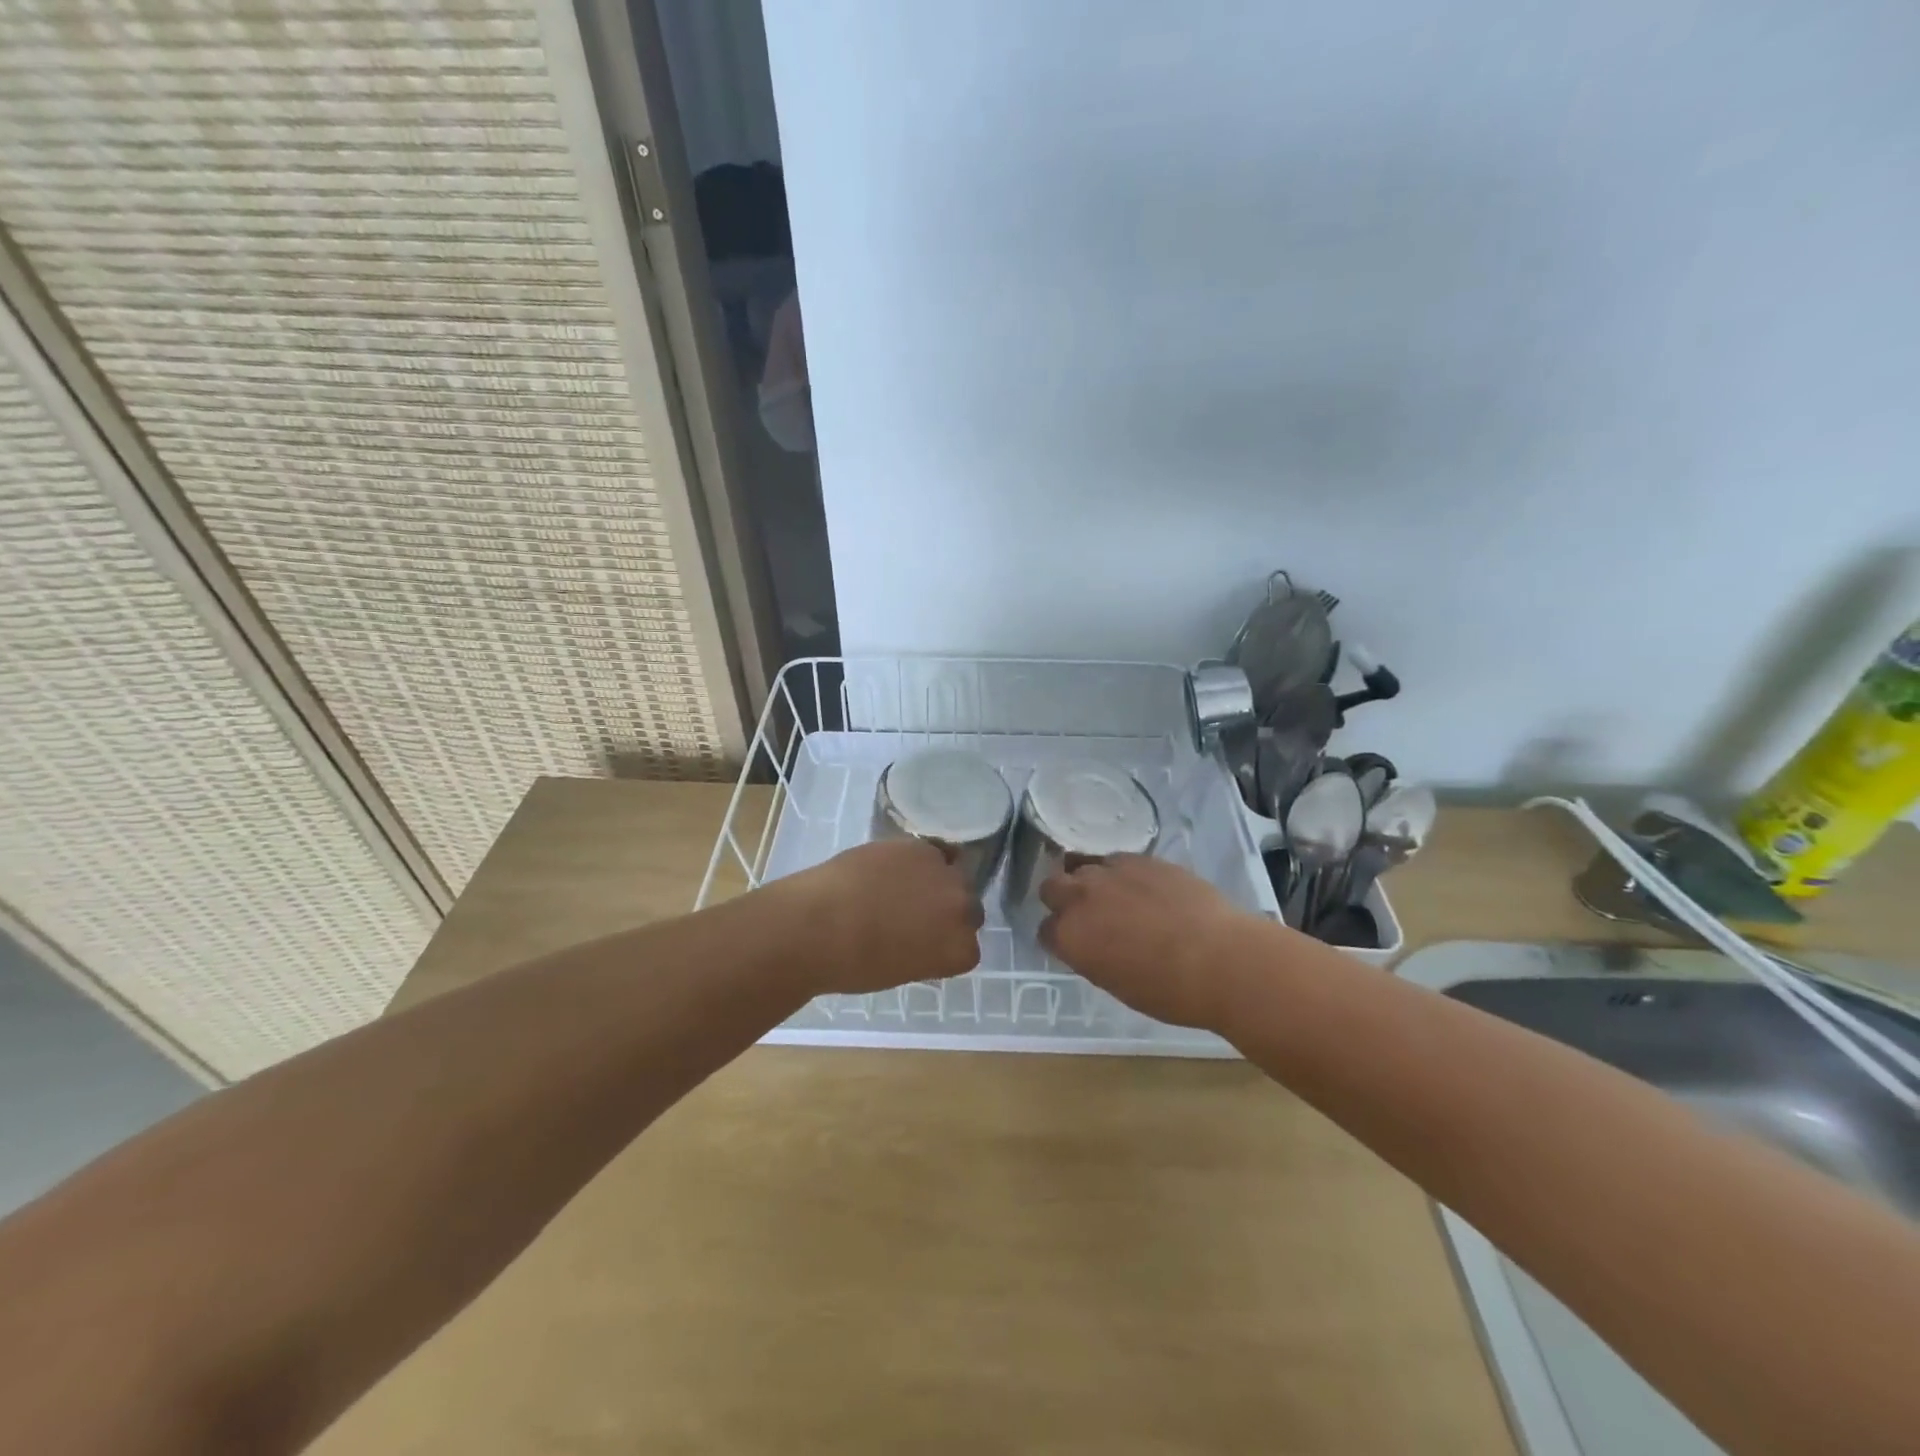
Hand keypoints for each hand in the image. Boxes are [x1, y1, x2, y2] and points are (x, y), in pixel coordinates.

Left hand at [780, 839, 982, 994]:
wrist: (820, 926)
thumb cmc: (853, 965)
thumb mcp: (901, 971)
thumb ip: (925, 953)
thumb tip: (920, 938)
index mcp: (960, 951)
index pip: (968, 946)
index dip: (946, 942)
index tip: (926, 942)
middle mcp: (962, 910)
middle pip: (968, 906)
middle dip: (947, 910)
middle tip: (917, 913)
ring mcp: (945, 875)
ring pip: (953, 873)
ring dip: (936, 879)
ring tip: (903, 885)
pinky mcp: (921, 847)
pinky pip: (934, 850)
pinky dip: (919, 857)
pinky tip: (896, 864)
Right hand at [1039, 855, 1249, 1029]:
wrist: (1219, 959)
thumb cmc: (1169, 991)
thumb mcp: (1116, 984)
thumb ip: (1091, 957)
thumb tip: (1091, 945)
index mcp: (1069, 937)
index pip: (1045, 930)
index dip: (1059, 937)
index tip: (1075, 944)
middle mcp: (1080, 898)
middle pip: (1051, 887)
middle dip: (1062, 899)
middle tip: (1086, 914)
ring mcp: (1110, 872)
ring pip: (1081, 866)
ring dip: (1089, 880)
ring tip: (1112, 896)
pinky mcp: (1140, 858)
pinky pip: (1116, 860)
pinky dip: (1120, 873)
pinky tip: (1142, 888)